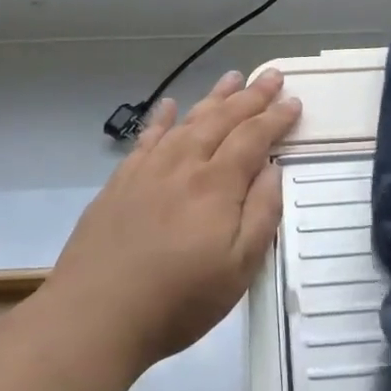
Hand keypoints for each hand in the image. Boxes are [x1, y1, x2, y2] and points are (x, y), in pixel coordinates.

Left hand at [52, 69, 300, 371]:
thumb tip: (273, 169)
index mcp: (217, 184)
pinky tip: (168, 105)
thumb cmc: (178, 299)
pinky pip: (146, 138)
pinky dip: (161, 118)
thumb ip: (262, 214)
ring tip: (232, 77)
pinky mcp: (120, 182)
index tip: (294, 102)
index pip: (253, 138)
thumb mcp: (239, 268)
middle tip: (271, 75)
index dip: (275, 118)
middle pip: (222, 119)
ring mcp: (148, 170)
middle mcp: (184, 165)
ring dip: (213, 97)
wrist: (95, 315)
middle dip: (251, 96)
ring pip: (187, 121)